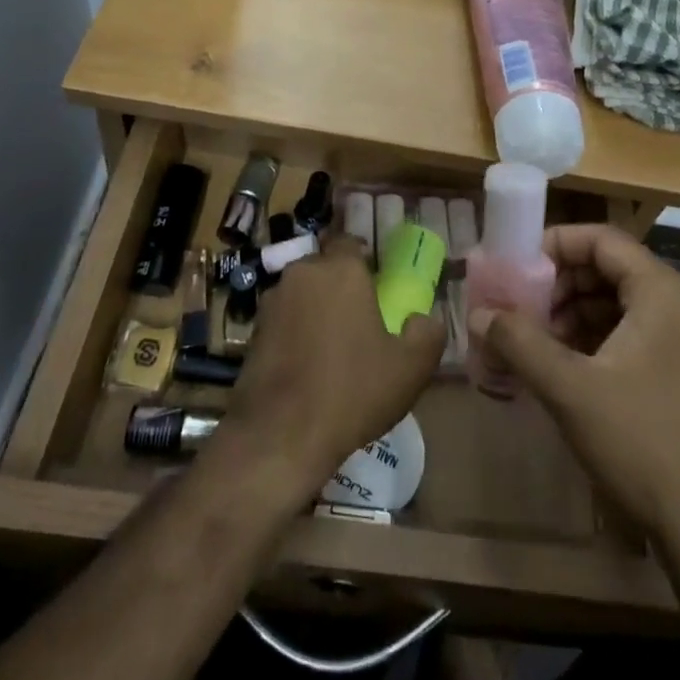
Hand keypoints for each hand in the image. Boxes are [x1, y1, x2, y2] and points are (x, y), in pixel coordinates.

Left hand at [221, 241, 444, 495]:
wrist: (280, 436)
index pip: (350, 242)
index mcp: (341, 270)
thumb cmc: (352, 391)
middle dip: (340, 285)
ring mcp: (272, 301)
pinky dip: (295, 332)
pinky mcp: (251, 331)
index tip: (377, 285)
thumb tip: (423, 318)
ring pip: (302, 293)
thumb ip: (427, 333)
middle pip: (325, 267)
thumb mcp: (410, 368)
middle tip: (359, 318)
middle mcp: (302, 274)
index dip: (364, 260)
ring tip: (333, 347)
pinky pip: (284, 320)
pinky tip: (307, 366)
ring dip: (316, 309)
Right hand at [470, 225, 679, 545]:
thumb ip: (519, 343)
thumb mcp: (570, 390)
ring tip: (536, 342)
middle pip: (613, 270)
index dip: (556, 244)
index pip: (604, 240)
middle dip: (561, 285)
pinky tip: (568, 370)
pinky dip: (600, 341)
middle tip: (520, 308)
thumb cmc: (643, 445)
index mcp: (664, 293)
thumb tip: (476, 313)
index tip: (516, 265)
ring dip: (576, 315)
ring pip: (624, 306)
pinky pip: (639, 337)